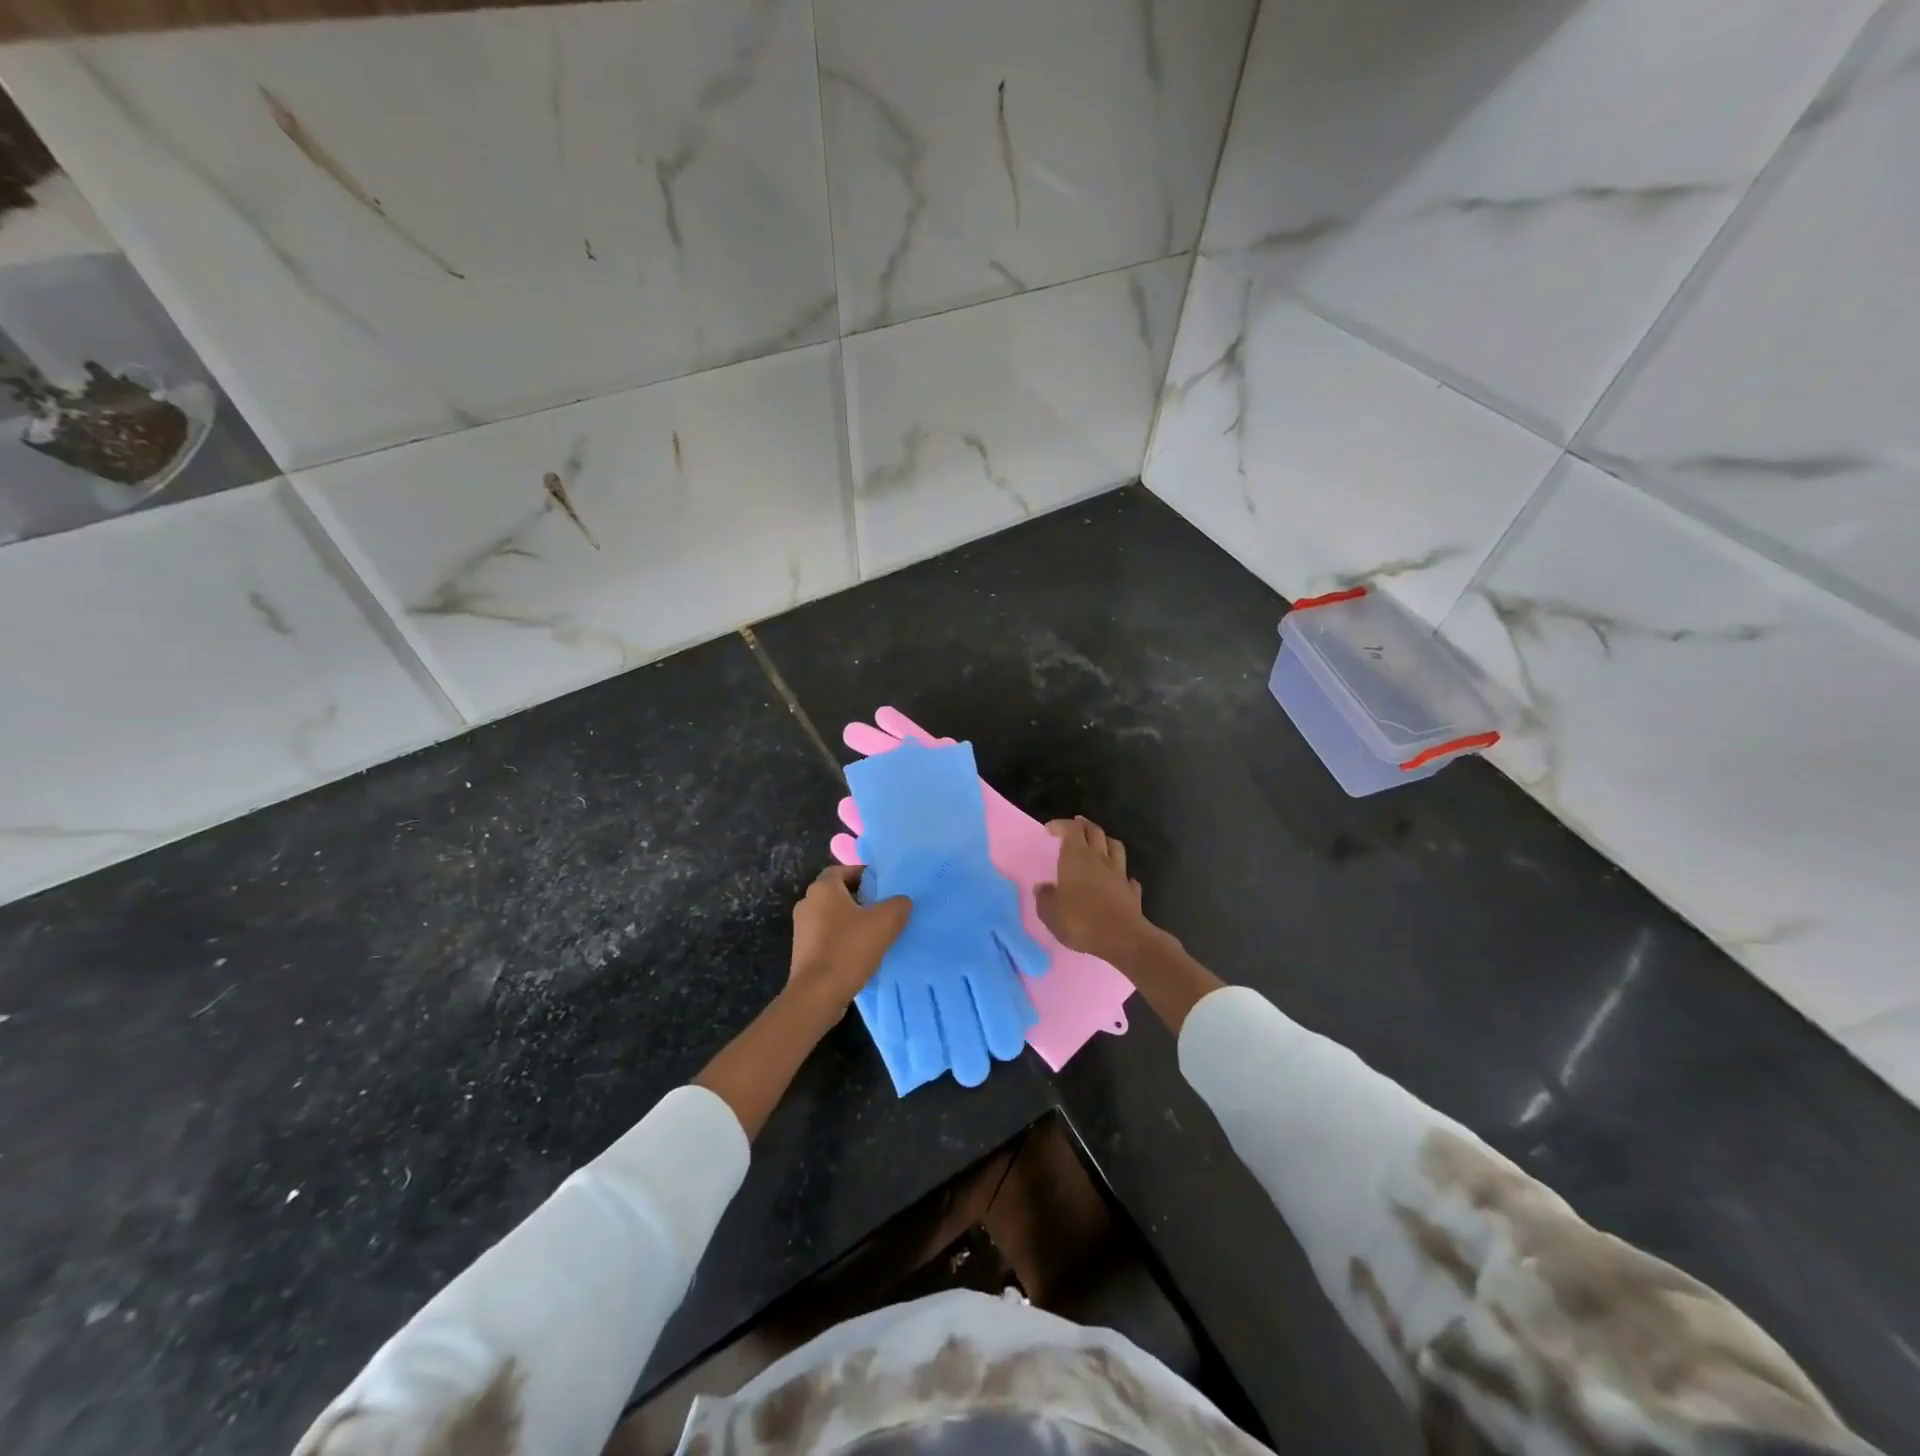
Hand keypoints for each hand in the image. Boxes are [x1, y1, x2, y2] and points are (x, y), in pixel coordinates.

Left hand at [789, 865, 910, 1013]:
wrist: (817, 994)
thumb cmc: (849, 949)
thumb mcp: (885, 922)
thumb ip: (898, 904)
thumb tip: (901, 901)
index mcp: (823, 888)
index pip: (842, 870)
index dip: (863, 875)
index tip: (882, 886)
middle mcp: (807, 903)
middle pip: (836, 893)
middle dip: (859, 898)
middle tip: (882, 908)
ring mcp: (801, 929)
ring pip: (831, 916)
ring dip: (850, 921)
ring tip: (874, 932)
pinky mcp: (802, 952)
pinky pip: (826, 937)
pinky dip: (841, 939)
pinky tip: (858, 953)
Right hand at [1036, 817, 1149, 962]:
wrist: (1122, 938)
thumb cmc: (1080, 921)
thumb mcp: (1050, 913)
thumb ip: (1044, 898)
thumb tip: (1042, 888)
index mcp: (1076, 857)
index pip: (1071, 829)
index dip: (1061, 825)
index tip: (1050, 829)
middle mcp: (1099, 859)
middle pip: (1094, 831)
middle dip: (1083, 825)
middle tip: (1075, 826)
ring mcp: (1119, 873)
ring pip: (1115, 846)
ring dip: (1105, 841)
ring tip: (1098, 844)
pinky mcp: (1132, 891)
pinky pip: (1127, 875)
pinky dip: (1121, 873)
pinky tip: (1117, 879)